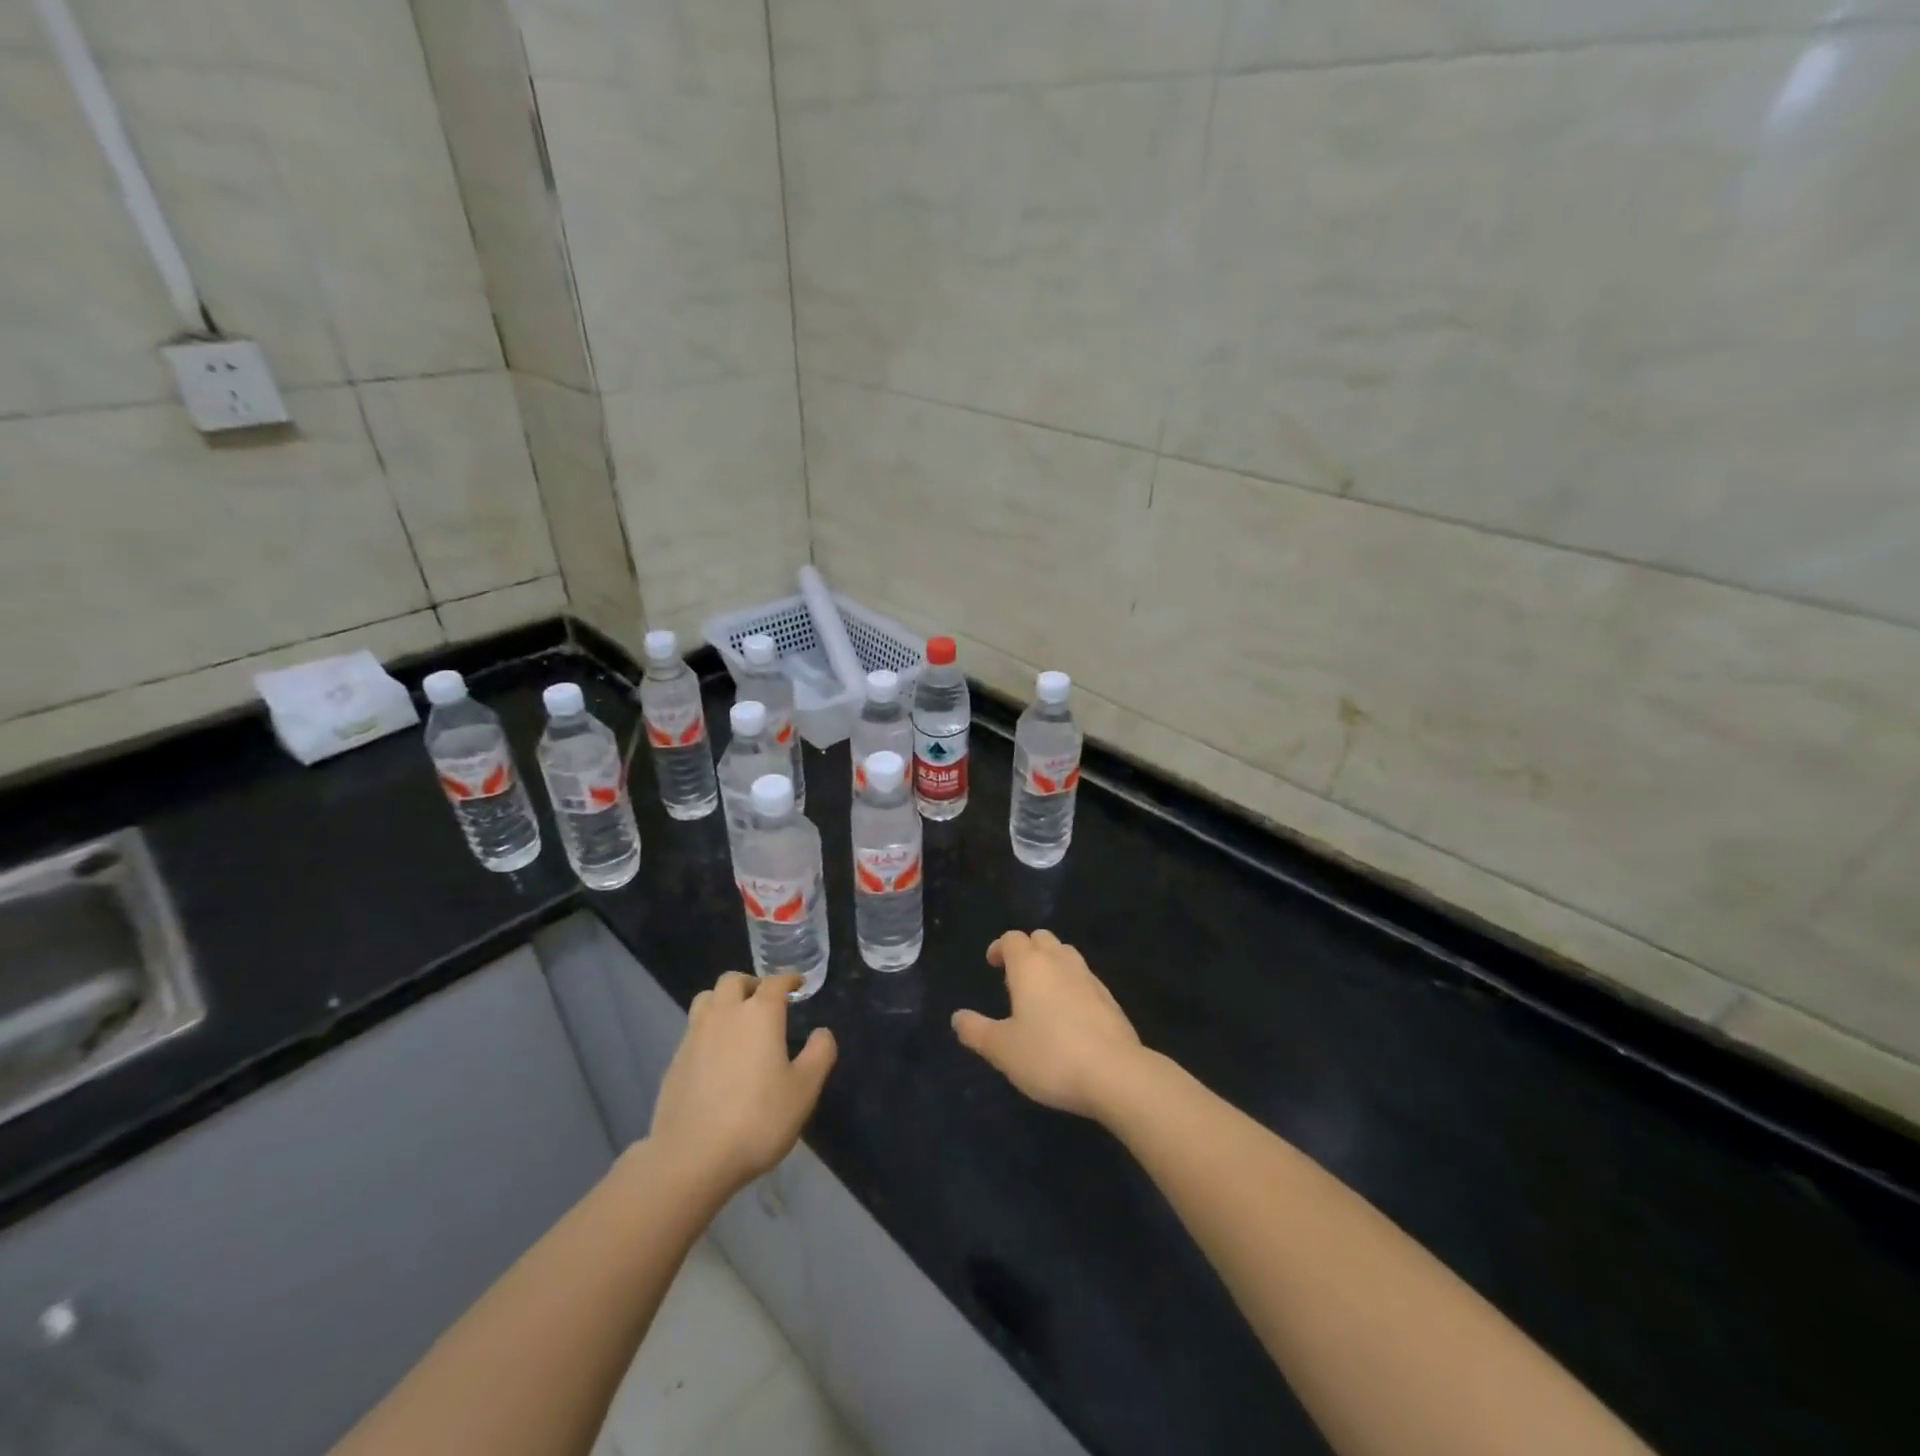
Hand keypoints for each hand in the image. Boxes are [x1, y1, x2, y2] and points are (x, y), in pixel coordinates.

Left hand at [649, 972, 836, 1200]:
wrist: (691, 1157)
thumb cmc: (757, 1119)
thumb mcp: (804, 1090)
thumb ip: (819, 1054)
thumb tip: (821, 1033)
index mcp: (760, 1014)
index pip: (775, 981)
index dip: (788, 979)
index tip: (797, 984)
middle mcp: (725, 1014)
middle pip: (733, 980)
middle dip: (751, 983)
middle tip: (765, 1001)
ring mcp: (695, 1035)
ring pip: (707, 999)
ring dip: (724, 1000)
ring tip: (737, 1020)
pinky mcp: (675, 1060)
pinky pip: (693, 1029)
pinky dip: (708, 1029)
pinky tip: (717, 1055)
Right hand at [951, 930, 1145, 1120]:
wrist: (1116, 1074)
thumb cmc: (1050, 1056)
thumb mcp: (1002, 1049)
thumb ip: (976, 1031)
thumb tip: (957, 1017)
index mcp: (1030, 966)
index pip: (1012, 939)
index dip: (1000, 947)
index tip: (992, 964)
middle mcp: (1060, 962)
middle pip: (1041, 938)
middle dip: (1026, 950)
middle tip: (1015, 978)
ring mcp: (1089, 978)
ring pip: (1066, 954)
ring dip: (1051, 963)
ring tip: (1041, 993)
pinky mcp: (1110, 999)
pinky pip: (1084, 978)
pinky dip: (1071, 984)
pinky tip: (1068, 1014)